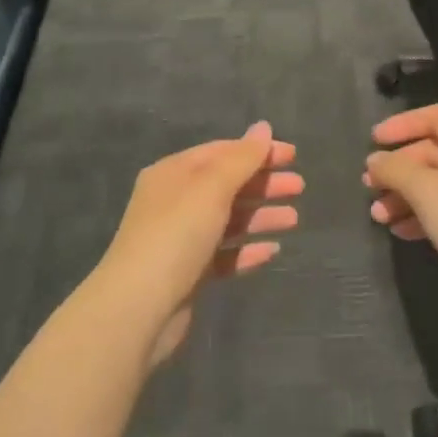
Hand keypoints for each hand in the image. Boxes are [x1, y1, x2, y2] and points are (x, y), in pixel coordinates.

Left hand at [98, 122, 302, 363]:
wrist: (138, 309)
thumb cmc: (176, 235)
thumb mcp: (211, 188)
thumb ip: (241, 158)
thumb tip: (263, 128)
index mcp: (174, 173)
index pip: (221, 152)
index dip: (257, 151)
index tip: (293, 156)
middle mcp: (175, 201)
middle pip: (227, 185)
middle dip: (264, 183)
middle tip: (299, 187)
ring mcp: (181, 239)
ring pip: (228, 220)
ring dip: (261, 216)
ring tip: (294, 219)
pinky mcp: (188, 273)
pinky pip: (224, 254)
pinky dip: (247, 250)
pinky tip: (272, 251)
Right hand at [363, 104, 437, 284]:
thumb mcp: (425, 188)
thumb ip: (395, 169)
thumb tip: (375, 160)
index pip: (435, 116)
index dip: (402, 124)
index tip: (374, 140)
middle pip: (431, 152)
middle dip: (398, 169)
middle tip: (370, 185)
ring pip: (435, 183)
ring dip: (404, 196)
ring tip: (378, 216)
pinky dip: (421, 215)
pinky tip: (399, 231)